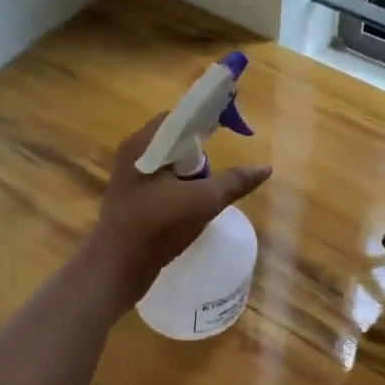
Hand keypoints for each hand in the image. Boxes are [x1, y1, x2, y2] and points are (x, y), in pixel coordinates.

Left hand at [86, 113, 272, 302]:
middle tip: (220, 166)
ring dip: (193, 171)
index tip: (233, 128)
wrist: (117, 268)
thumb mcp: (203, 202)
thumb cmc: (157, 227)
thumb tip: (266, 168)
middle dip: (202, 150)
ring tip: (209, 188)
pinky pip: (163, 180)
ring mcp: (130, 177)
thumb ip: (235, 182)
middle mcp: (133, 154)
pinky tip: (195, 202)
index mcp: (143, 144)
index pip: (180, 116)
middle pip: (176, 139)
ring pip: (171, 162)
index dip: (208, 118)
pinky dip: (182, 185)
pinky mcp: (133, 198)